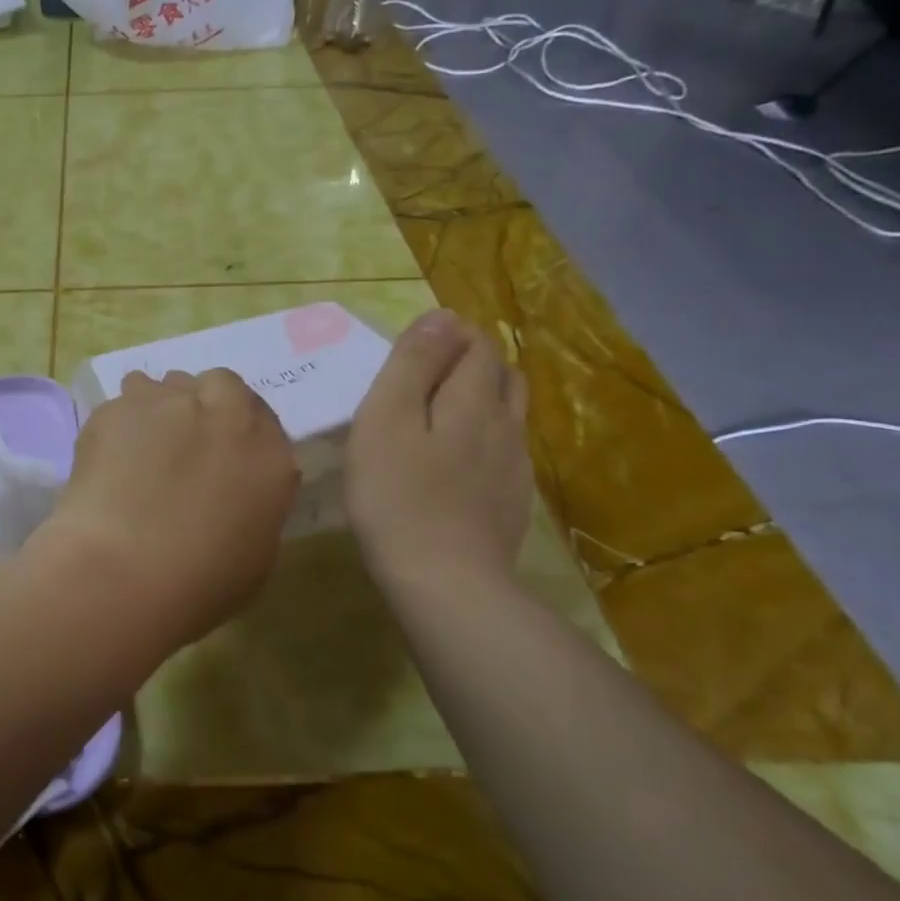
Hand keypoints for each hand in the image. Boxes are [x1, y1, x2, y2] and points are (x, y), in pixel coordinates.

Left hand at [35, 369, 298, 643]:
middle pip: (221, 384)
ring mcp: (169, 404)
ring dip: (160, 406)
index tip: (222, 452)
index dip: (239, 431)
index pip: (263, 419)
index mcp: (269, 454)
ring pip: (167, 384)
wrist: (122, 572)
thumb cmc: (199, 584)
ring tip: (139, 448)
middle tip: (183, 442)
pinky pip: (123, 403)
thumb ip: (255, 506)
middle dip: (205, 402)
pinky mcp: (118, 407)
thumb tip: (237, 489)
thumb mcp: (255, 556)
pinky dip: (119, 424)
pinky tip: (107, 459)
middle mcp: (225, 414)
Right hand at [346, 310, 532, 592]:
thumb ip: (412, 364)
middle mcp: (505, 426)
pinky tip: (458, 464)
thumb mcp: (385, 419)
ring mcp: (514, 468)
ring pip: (509, 414)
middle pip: (501, 375)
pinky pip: (506, 453)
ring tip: (441, 416)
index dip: (449, 336)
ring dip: (482, 400)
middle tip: (423, 378)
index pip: (476, 345)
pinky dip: (485, 440)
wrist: (444, 583)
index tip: (412, 351)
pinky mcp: (512, 504)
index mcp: (473, 400)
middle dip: (470, 362)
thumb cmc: (397, 495)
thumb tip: (441, 317)